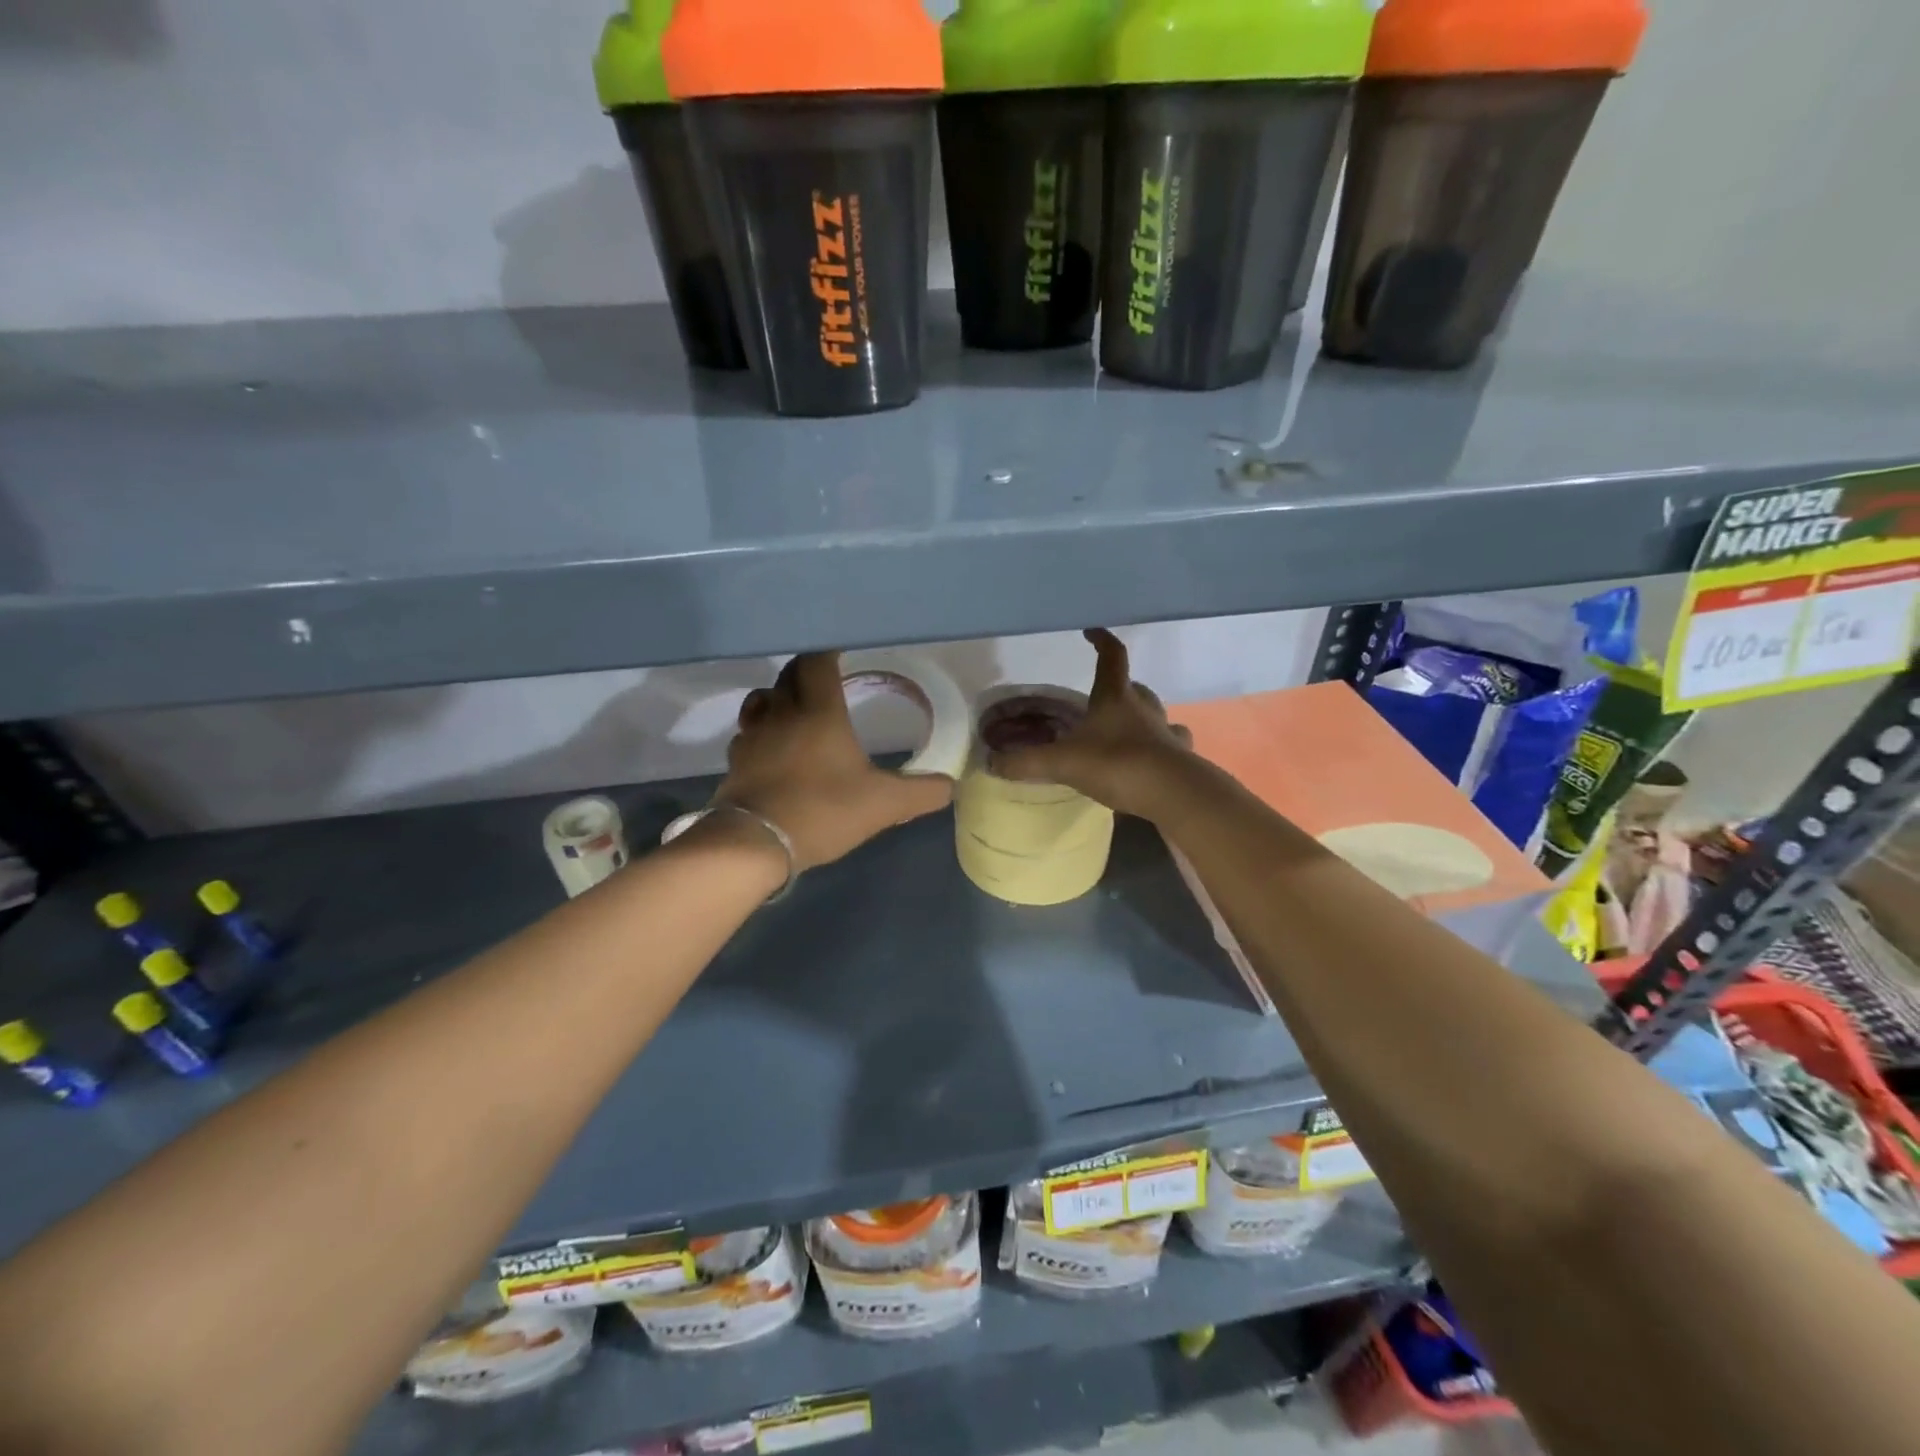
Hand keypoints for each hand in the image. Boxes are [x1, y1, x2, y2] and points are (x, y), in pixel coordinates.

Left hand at [716, 652, 954, 870]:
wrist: (754, 843)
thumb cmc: (823, 810)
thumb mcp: (884, 804)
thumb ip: (921, 792)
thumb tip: (951, 785)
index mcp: (819, 711)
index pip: (817, 661)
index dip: (828, 652)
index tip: (842, 651)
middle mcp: (782, 713)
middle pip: (789, 674)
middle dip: (807, 670)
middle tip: (826, 677)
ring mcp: (752, 736)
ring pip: (762, 700)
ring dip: (779, 697)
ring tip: (797, 708)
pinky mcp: (735, 762)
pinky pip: (747, 734)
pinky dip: (761, 732)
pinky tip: (773, 749)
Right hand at [988, 629, 1192, 818]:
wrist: (1173, 793)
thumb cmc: (1117, 764)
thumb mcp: (1062, 763)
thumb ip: (1026, 762)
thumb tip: (991, 763)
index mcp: (1115, 697)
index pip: (1112, 657)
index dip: (1101, 641)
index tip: (1091, 631)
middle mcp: (1144, 708)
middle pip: (1134, 687)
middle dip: (1120, 686)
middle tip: (1102, 696)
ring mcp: (1166, 732)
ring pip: (1155, 714)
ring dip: (1140, 715)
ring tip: (1123, 728)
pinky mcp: (1180, 758)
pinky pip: (1171, 744)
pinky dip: (1160, 746)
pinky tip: (1150, 758)